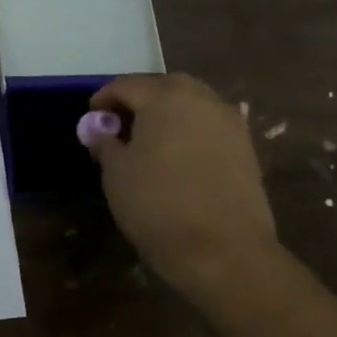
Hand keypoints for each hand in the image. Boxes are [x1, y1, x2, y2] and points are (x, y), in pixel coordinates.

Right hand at [89, 74, 278, 296]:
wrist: (223, 251)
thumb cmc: (157, 204)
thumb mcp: (116, 172)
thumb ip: (105, 142)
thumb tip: (99, 129)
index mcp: (166, 97)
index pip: (126, 85)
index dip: (104, 99)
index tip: (90, 118)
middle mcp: (202, 100)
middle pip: (164, 87)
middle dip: (139, 100)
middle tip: (119, 125)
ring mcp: (230, 124)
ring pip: (191, 105)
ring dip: (167, 114)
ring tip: (147, 142)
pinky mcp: (246, 150)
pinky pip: (209, 127)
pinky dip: (189, 132)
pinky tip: (176, 158)